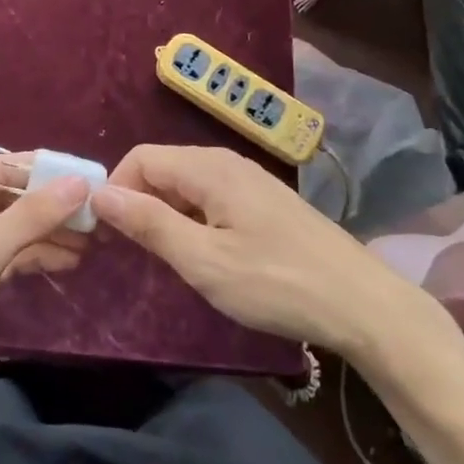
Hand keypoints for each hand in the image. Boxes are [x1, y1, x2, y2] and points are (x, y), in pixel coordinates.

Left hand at [0, 152, 90, 384]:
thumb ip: (32, 216)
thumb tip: (80, 181)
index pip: (7, 166)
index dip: (49, 171)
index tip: (93, 180)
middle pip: (14, 196)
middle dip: (54, 206)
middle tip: (99, 218)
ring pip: (15, 227)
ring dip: (50, 234)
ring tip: (92, 243)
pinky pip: (10, 253)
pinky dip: (36, 256)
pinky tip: (68, 262)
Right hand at [92, 145, 462, 370]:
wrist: (363, 305)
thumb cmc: (277, 283)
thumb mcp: (204, 261)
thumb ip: (150, 224)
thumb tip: (100, 193)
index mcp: (208, 168)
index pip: (140, 158)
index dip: (116, 190)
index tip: (106, 235)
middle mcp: (226, 162)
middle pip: (163, 168)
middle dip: (138, 202)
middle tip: (131, 252)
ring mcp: (249, 180)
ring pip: (187, 184)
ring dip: (165, 214)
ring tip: (166, 259)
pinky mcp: (265, 202)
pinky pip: (211, 197)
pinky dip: (192, 219)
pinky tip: (205, 255)